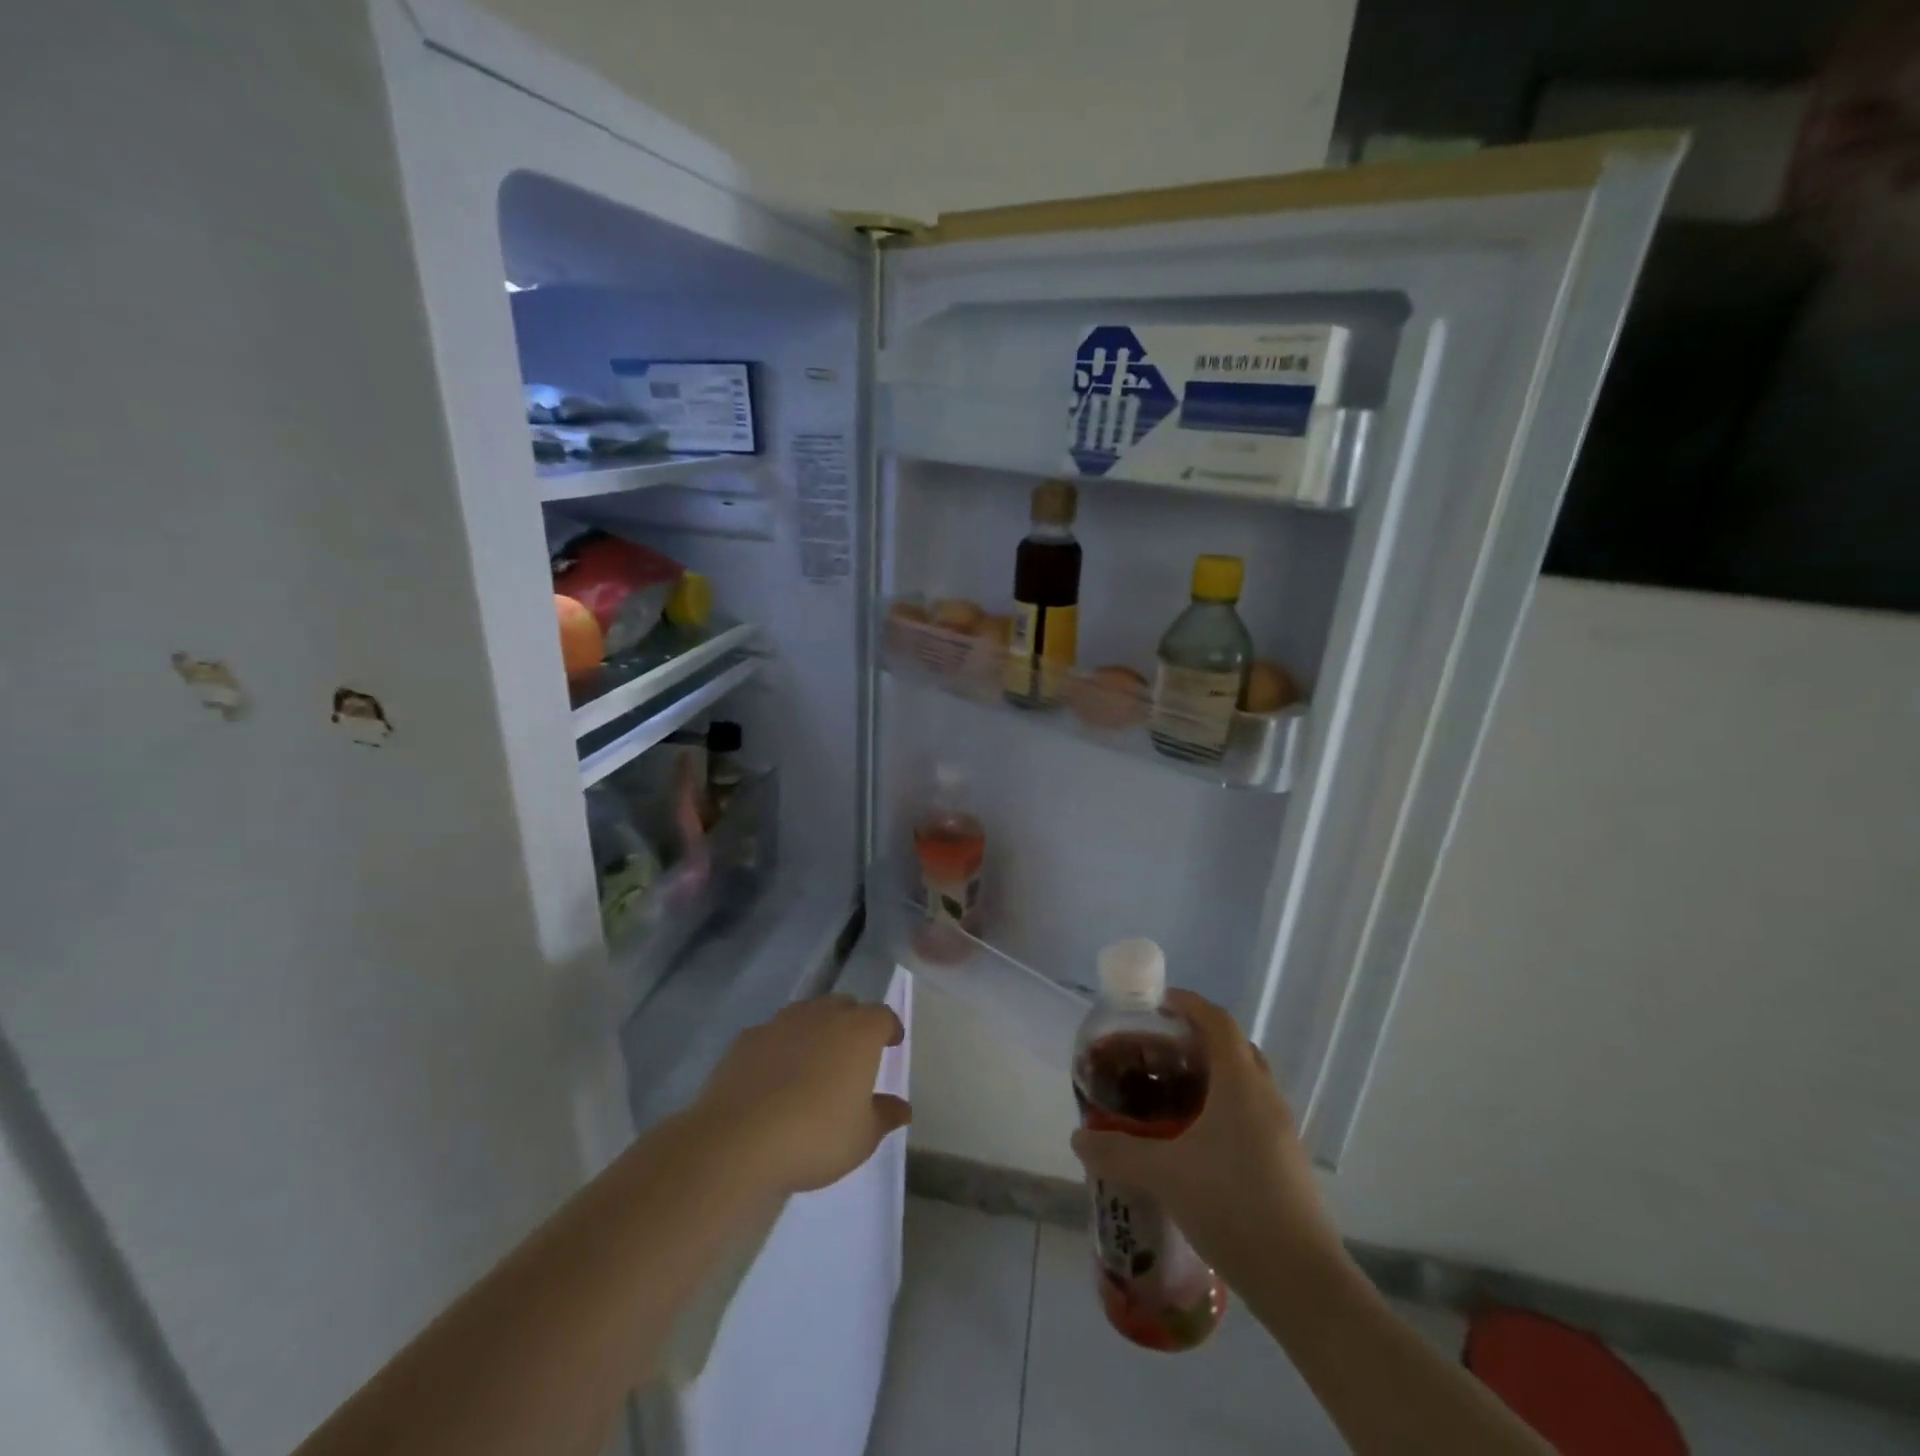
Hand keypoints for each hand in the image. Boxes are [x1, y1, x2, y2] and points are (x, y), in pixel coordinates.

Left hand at [692, 996, 909, 1195]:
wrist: (739, 1141)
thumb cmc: (815, 1137)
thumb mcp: (862, 1137)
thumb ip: (884, 1116)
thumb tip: (902, 1107)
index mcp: (858, 1032)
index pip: (883, 1016)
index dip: (889, 1028)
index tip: (891, 1043)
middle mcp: (822, 1016)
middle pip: (844, 1006)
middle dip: (852, 1023)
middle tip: (853, 1053)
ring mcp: (781, 1023)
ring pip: (807, 1015)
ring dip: (815, 1031)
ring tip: (813, 1062)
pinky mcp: (747, 1038)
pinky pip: (773, 1034)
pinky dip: (780, 1047)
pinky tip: (774, 1076)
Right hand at [1070, 989, 1343, 1288]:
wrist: (1303, 1282)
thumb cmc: (1233, 1206)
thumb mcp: (1165, 1175)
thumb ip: (1117, 1152)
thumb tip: (1079, 1138)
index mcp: (1240, 1083)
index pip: (1218, 1021)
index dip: (1189, 1004)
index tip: (1158, 1003)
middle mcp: (1265, 1096)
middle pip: (1234, 1047)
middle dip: (1198, 1039)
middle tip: (1160, 1051)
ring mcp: (1282, 1131)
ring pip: (1246, 1082)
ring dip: (1213, 1075)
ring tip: (1173, 1093)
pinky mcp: (1287, 1162)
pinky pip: (1252, 1113)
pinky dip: (1225, 1108)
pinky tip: (1198, 1141)